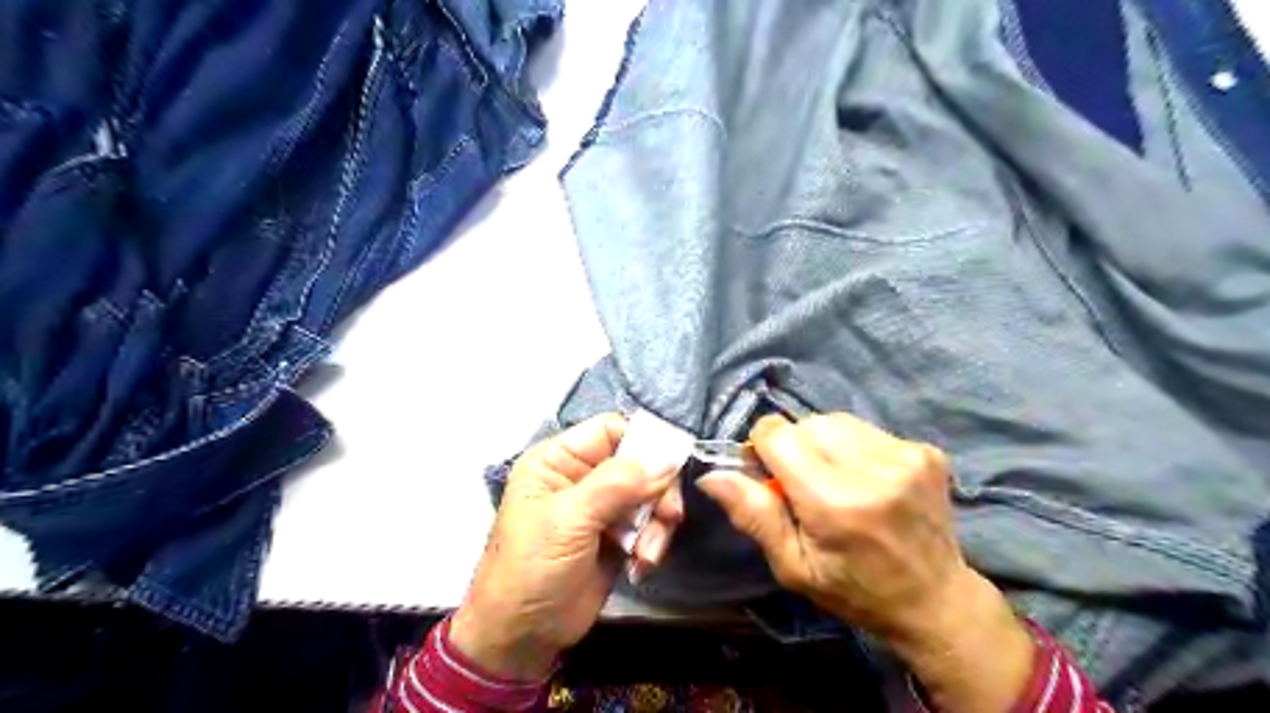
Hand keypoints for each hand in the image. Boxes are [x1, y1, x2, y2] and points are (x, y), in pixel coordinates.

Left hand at [448, 412, 679, 677]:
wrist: (522, 637)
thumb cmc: (532, 567)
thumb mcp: (569, 520)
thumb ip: (617, 483)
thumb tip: (667, 458)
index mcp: (559, 460)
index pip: (610, 429)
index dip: (643, 441)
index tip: (671, 465)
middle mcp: (582, 476)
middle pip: (638, 462)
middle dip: (657, 490)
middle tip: (669, 516)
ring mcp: (601, 507)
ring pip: (649, 494)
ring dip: (656, 522)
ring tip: (647, 552)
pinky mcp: (616, 536)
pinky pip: (649, 523)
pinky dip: (652, 541)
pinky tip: (641, 565)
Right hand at [698, 416, 1036, 712]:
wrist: (935, 598)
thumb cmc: (853, 589)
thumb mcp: (793, 566)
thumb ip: (753, 515)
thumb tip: (711, 475)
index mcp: (836, 502)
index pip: (778, 434)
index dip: (763, 448)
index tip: (770, 475)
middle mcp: (873, 469)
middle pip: (805, 424)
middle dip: (794, 447)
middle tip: (803, 485)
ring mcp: (906, 456)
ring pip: (834, 421)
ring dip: (823, 444)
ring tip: (835, 480)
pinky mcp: (926, 450)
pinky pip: (865, 429)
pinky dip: (852, 446)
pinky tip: (864, 478)